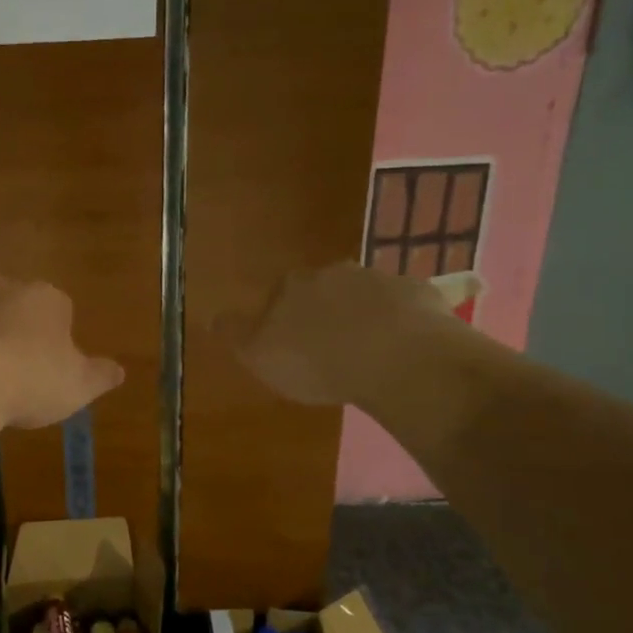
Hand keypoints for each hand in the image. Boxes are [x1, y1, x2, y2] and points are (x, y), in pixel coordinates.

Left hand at [0, 278, 124, 429]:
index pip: (58, 310)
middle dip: (10, 331)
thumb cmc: (26, 383)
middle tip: (7, 373)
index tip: (45, 369)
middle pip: (11, 306)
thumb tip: (119, 370)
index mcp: (45, 300)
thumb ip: (99, 376)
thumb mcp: (76, 388)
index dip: (52, 339)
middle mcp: (2, 287)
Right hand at [216, 263, 472, 406]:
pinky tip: (404, 351)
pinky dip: (402, 324)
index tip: (288, 343)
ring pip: (366, 296)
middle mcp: (334, 273)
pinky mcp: (422, 295)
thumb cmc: (317, 360)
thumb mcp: (259, 355)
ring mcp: (381, 280)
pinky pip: (406, 309)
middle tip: (329, 346)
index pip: (280, 293)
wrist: (396, 358)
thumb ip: (235, 335)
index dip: (282, 317)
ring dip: (364, 316)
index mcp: (293, 286)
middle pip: (324, 290)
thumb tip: (210, 316)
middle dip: (325, 312)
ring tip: (368, 352)